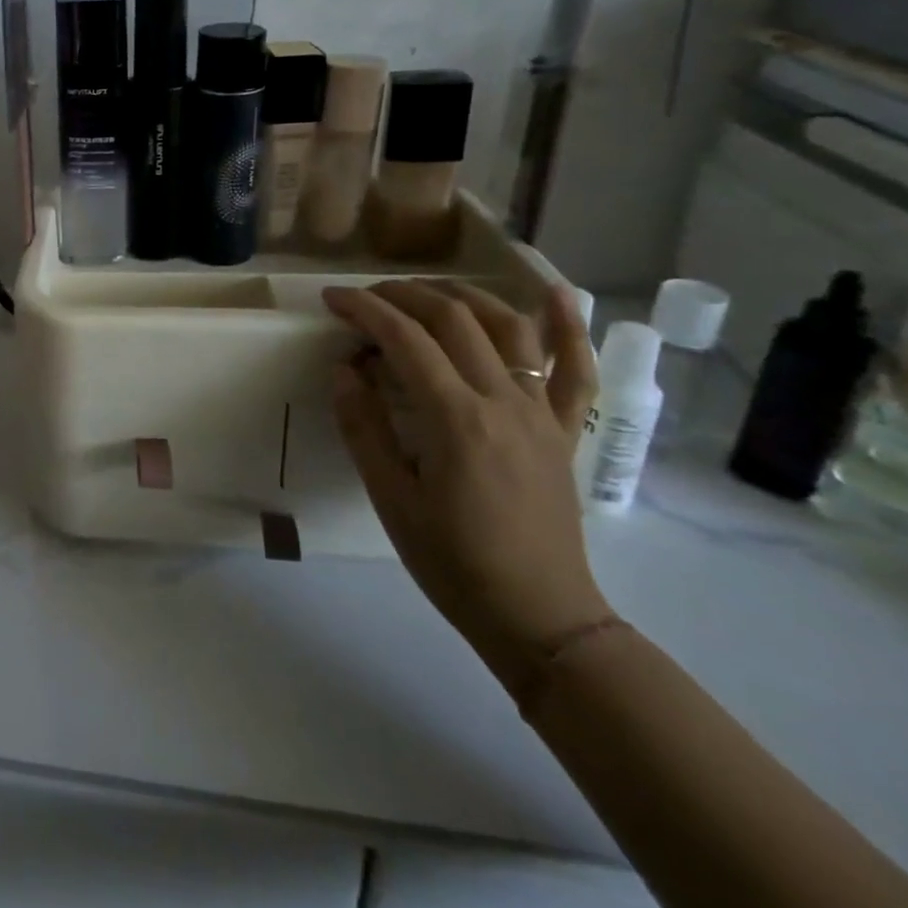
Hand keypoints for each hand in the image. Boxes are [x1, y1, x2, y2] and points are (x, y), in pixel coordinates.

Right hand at [321, 279, 607, 686]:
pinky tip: (557, 293)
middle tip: (365, 298)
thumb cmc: (452, 561)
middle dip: (403, 295)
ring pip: (510, 327)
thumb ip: (364, 426)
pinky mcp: (565, 429)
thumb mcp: (390, 498)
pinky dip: (569, 326)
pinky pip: (577, 369)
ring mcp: (543, 413)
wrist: (539, 617)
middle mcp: (505, 402)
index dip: (363, 310)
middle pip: (453, 320)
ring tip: (426, 290)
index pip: (404, 339)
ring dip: (464, 296)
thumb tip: (344, 370)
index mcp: (456, 420)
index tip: (331, 300)